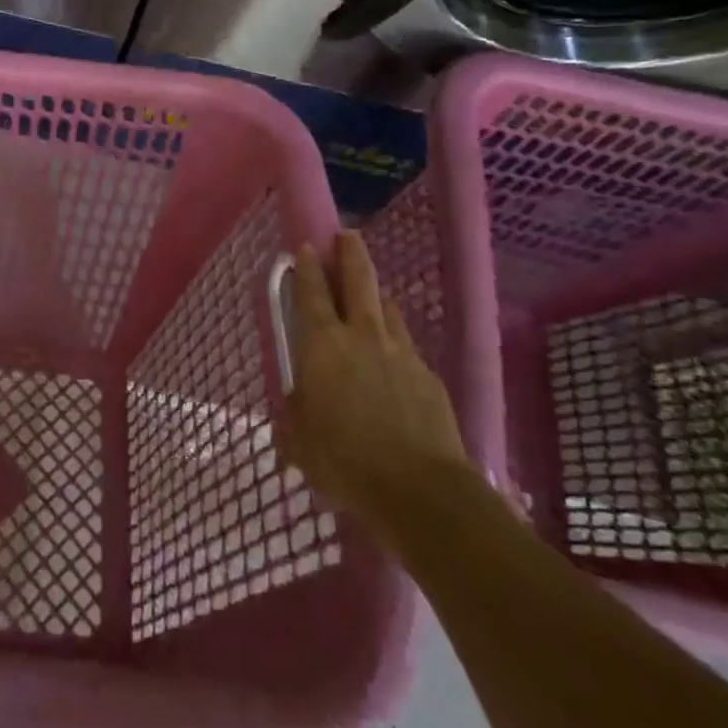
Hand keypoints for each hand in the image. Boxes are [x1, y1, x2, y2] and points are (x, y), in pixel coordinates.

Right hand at [280, 231, 471, 541]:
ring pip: (387, 308)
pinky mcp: (429, 377)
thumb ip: (297, 413)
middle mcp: (361, 336)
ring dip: (377, 296)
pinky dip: (397, 341)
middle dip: (350, 254)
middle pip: (358, 281)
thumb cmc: (344, 461)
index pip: (311, 292)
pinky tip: (395, 359)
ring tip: (372, 296)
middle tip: (346, 235)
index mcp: (322, 344)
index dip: (306, 267)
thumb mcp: (301, 440)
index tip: (305, 246)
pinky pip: (407, 345)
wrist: (420, 491)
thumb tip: (300, 404)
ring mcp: (401, 353)